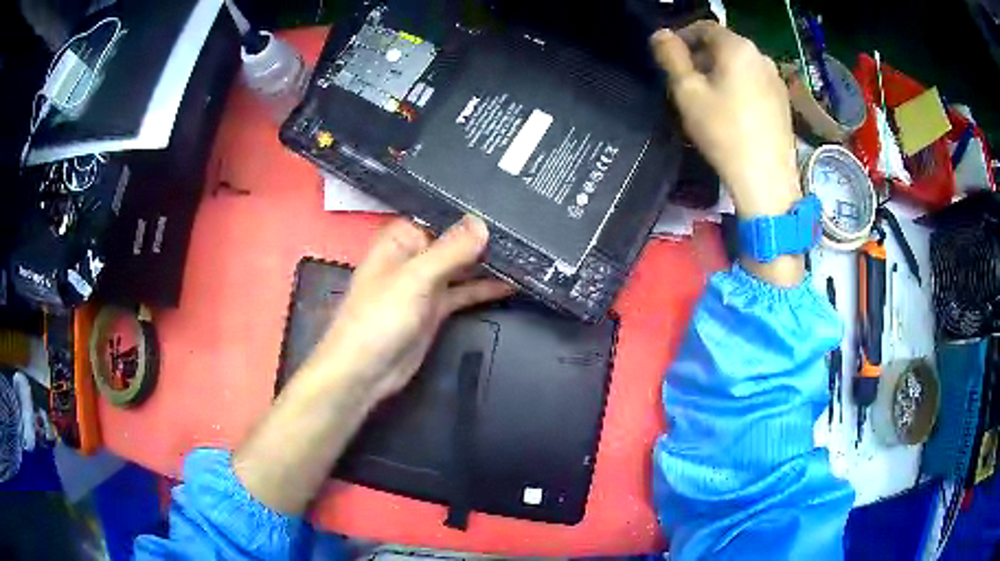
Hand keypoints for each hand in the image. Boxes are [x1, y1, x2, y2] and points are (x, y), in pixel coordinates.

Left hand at [305, 215, 514, 402]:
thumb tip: (483, 222)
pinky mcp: (436, 309)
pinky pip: (464, 292)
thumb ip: (450, 250)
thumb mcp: (416, 277)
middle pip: (454, 240)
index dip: (469, 208)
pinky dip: (485, 288)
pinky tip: (513, 283)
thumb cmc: (379, 317)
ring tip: (526, 251)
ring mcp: (426, 284)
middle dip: (484, 235)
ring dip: (488, 262)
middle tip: (525, 226)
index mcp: (401, 240)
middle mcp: (414, 256)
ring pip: (462, 266)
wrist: (365, 371)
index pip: (440, 214)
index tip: (505, 201)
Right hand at [652, 22, 804, 285]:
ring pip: (740, 65)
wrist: (767, 180)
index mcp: (737, 47)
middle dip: (701, 57)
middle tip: (685, 82)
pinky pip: (754, 83)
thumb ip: (670, 57)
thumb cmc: (723, 132)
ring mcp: (776, 80)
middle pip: (724, 46)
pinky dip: (738, 88)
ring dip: (720, 73)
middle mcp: (761, 56)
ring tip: (707, 100)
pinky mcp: (783, 102)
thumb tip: (661, 35)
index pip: (704, 27)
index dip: (683, 38)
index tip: (669, 60)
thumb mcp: (687, 92)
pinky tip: (731, 113)